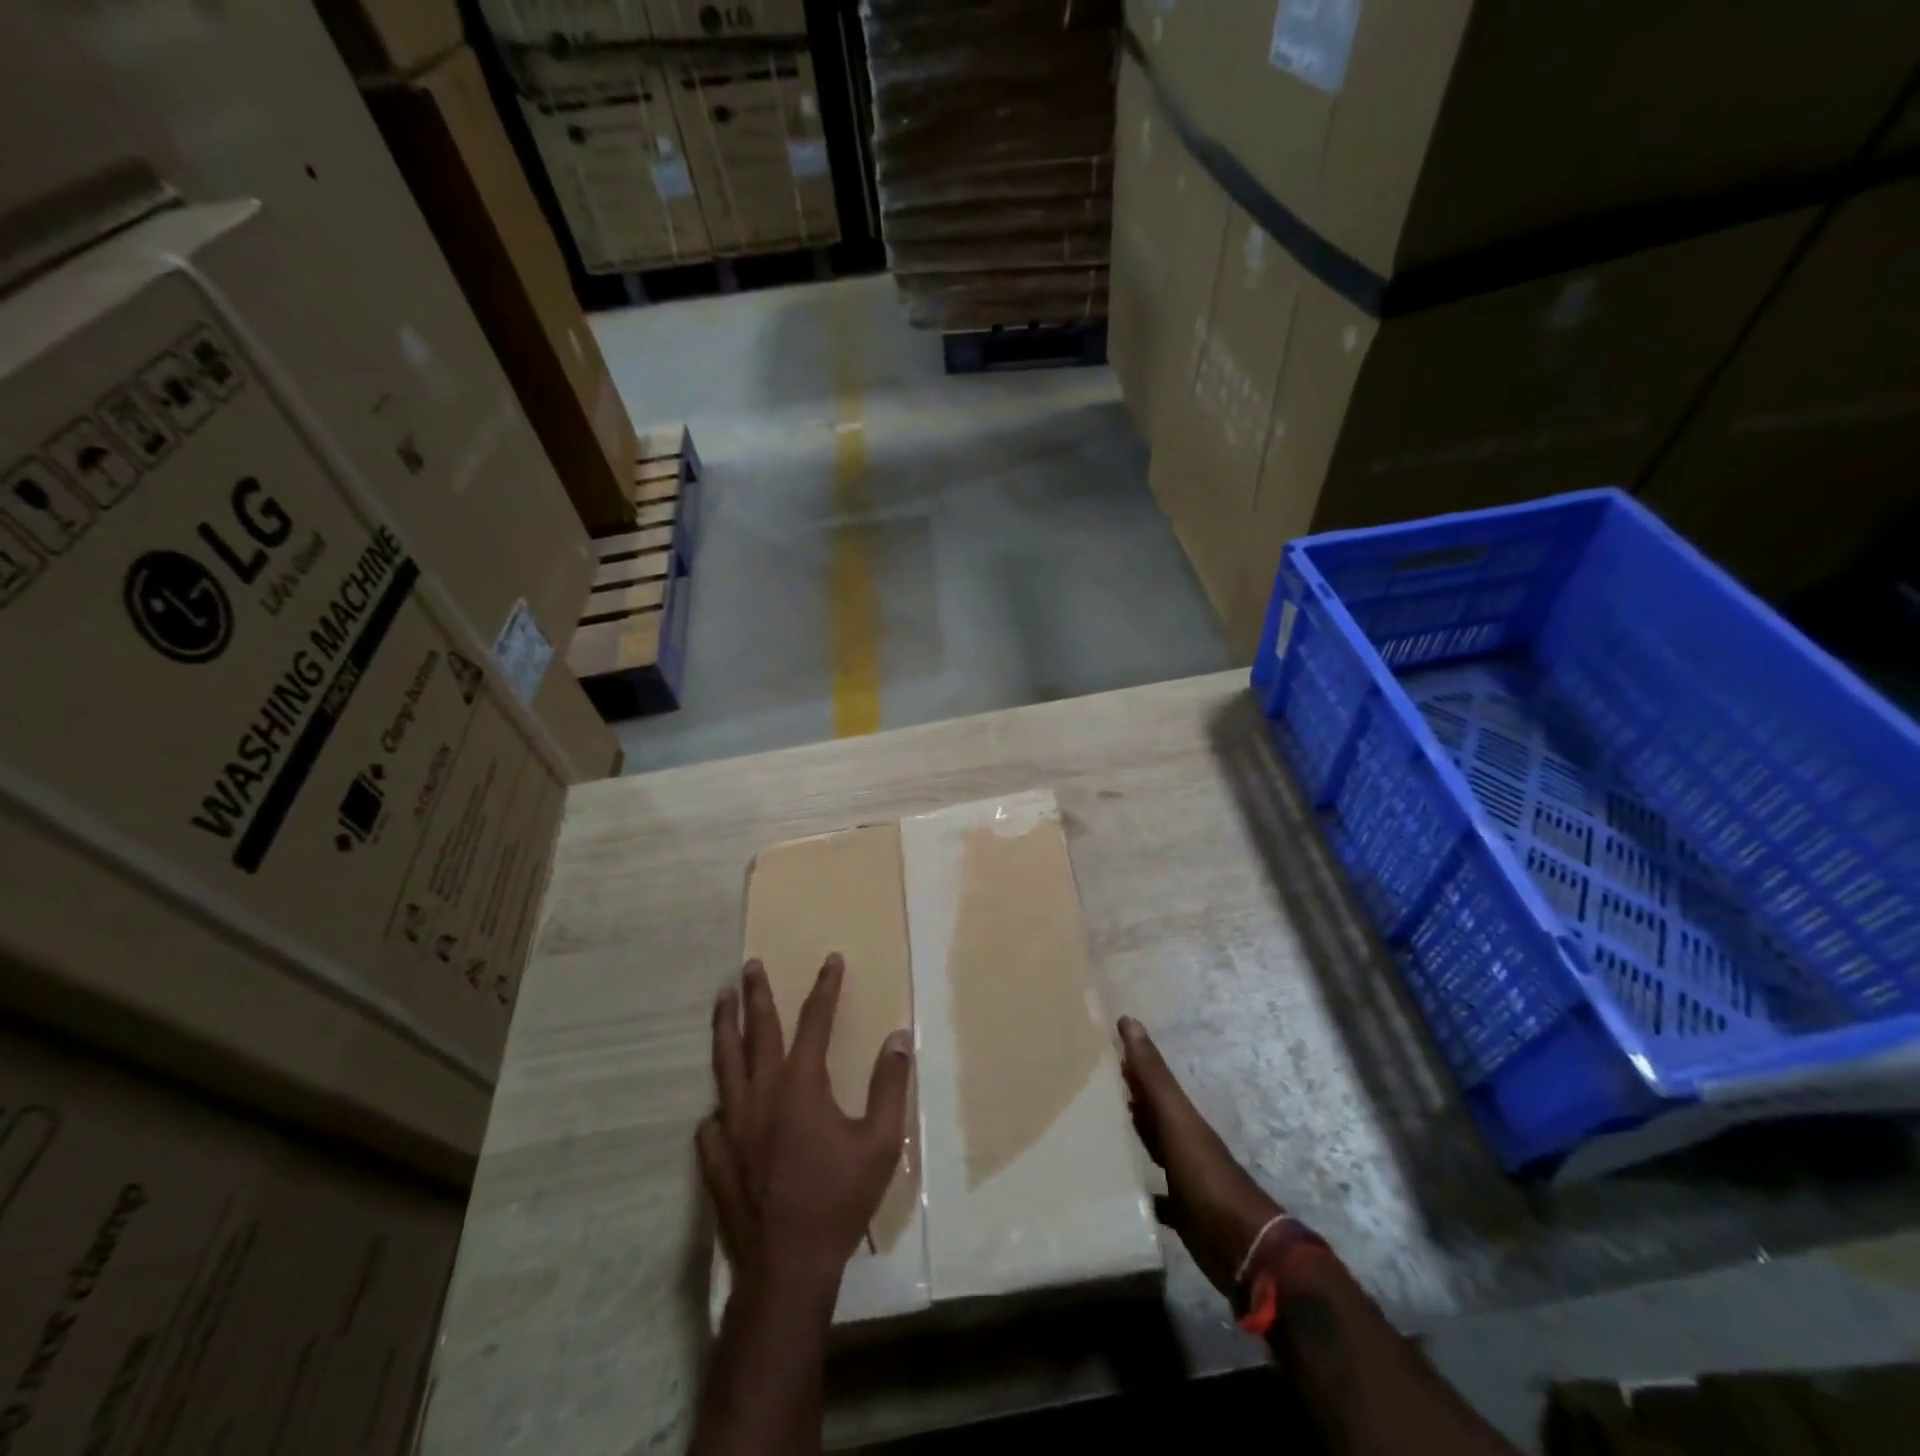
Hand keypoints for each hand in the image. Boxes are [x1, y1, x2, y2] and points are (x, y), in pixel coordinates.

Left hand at [699, 955, 911, 1295]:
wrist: (788, 1268)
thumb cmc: (839, 1200)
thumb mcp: (880, 1143)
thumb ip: (889, 1085)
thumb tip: (898, 1037)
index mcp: (801, 1084)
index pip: (815, 1020)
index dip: (825, 987)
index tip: (831, 960)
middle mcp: (761, 1093)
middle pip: (757, 1030)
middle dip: (757, 994)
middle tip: (750, 965)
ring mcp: (732, 1124)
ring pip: (724, 1062)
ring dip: (724, 1027)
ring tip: (721, 1001)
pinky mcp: (715, 1156)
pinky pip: (712, 1117)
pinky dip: (718, 1101)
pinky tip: (719, 1103)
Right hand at [1119, 1016, 1282, 1295]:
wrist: (1242, 1247)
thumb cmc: (1205, 1176)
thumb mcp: (1176, 1120)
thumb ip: (1153, 1075)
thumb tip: (1130, 1020)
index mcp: (1181, 1116)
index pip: (1151, 1079)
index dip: (1130, 1059)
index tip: (1100, 1042)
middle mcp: (1183, 1141)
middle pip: (1151, 1112)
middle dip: (1126, 1095)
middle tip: (1088, 1082)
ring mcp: (1184, 1177)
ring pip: (1152, 1148)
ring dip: (1130, 1136)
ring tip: (1093, 1128)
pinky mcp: (1181, 1213)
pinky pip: (1154, 1193)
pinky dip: (1137, 1188)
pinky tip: (1116, 1189)